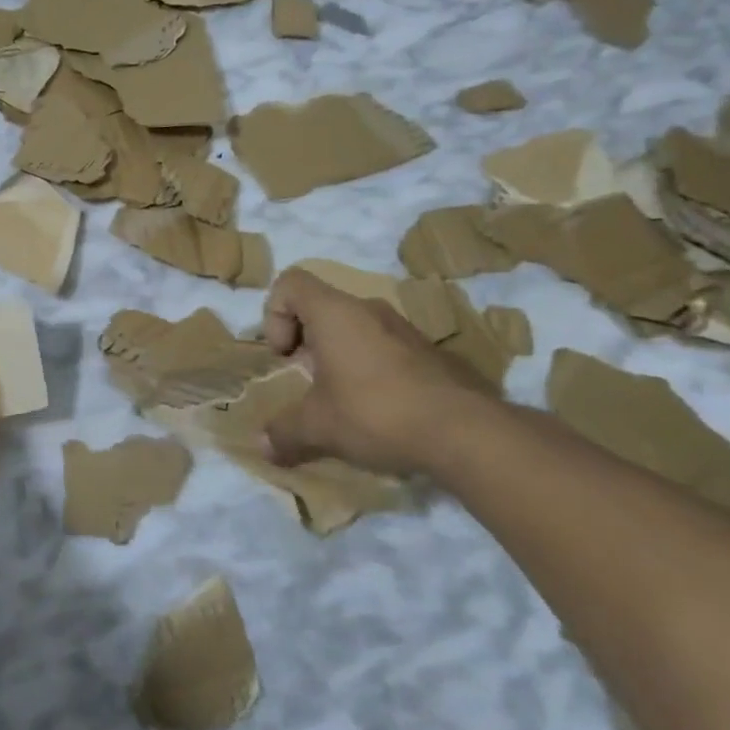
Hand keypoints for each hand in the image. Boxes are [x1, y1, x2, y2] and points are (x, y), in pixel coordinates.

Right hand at [261, 267, 501, 473]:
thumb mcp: (318, 427)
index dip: (275, 314)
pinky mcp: (432, 353)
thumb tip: (263, 447)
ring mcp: (405, 329)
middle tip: (308, 382)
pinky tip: (381, 411)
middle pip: (323, 308)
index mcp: (335, 313)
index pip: (291, 282)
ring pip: (357, 329)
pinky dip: (372, 370)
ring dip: (340, 358)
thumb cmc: (375, 412)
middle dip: (307, 343)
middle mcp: (369, 309)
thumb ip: (284, 432)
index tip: (285, 355)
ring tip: (344, 401)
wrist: (466, 432)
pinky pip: (386, 349)